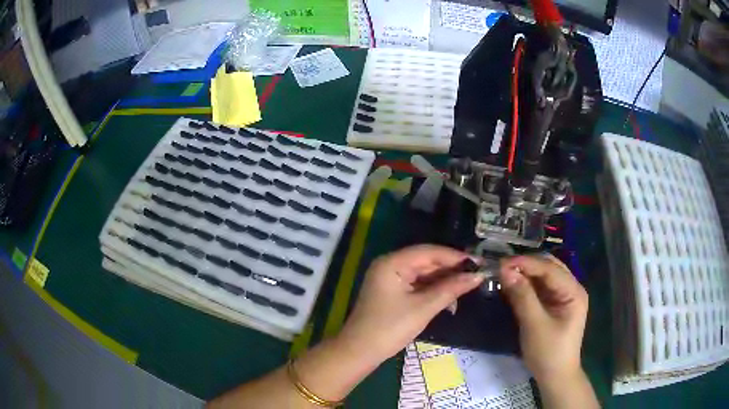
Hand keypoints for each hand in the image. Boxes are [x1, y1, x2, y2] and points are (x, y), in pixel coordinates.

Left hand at [337, 244, 485, 364]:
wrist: (360, 352)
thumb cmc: (390, 328)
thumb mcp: (424, 308)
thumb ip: (451, 289)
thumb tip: (478, 275)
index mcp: (393, 263)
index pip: (429, 252)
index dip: (455, 257)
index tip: (479, 262)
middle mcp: (390, 265)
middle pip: (427, 262)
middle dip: (451, 270)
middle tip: (477, 276)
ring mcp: (391, 279)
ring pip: (424, 274)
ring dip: (444, 282)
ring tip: (467, 289)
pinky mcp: (393, 292)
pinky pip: (418, 285)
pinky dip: (434, 291)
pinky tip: (450, 300)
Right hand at [499, 254, 587, 382]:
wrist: (555, 377)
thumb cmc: (548, 353)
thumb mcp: (534, 325)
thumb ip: (522, 296)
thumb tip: (505, 271)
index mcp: (573, 292)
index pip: (550, 269)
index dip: (526, 263)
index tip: (501, 263)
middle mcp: (571, 289)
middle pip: (549, 267)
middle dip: (526, 265)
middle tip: (501, 268)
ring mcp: (564, 297)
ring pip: (544, 276)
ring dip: (525, 274)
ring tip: (504, 274)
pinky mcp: (555, 305)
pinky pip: (540, 288)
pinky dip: (527, 285)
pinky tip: (513, 285)